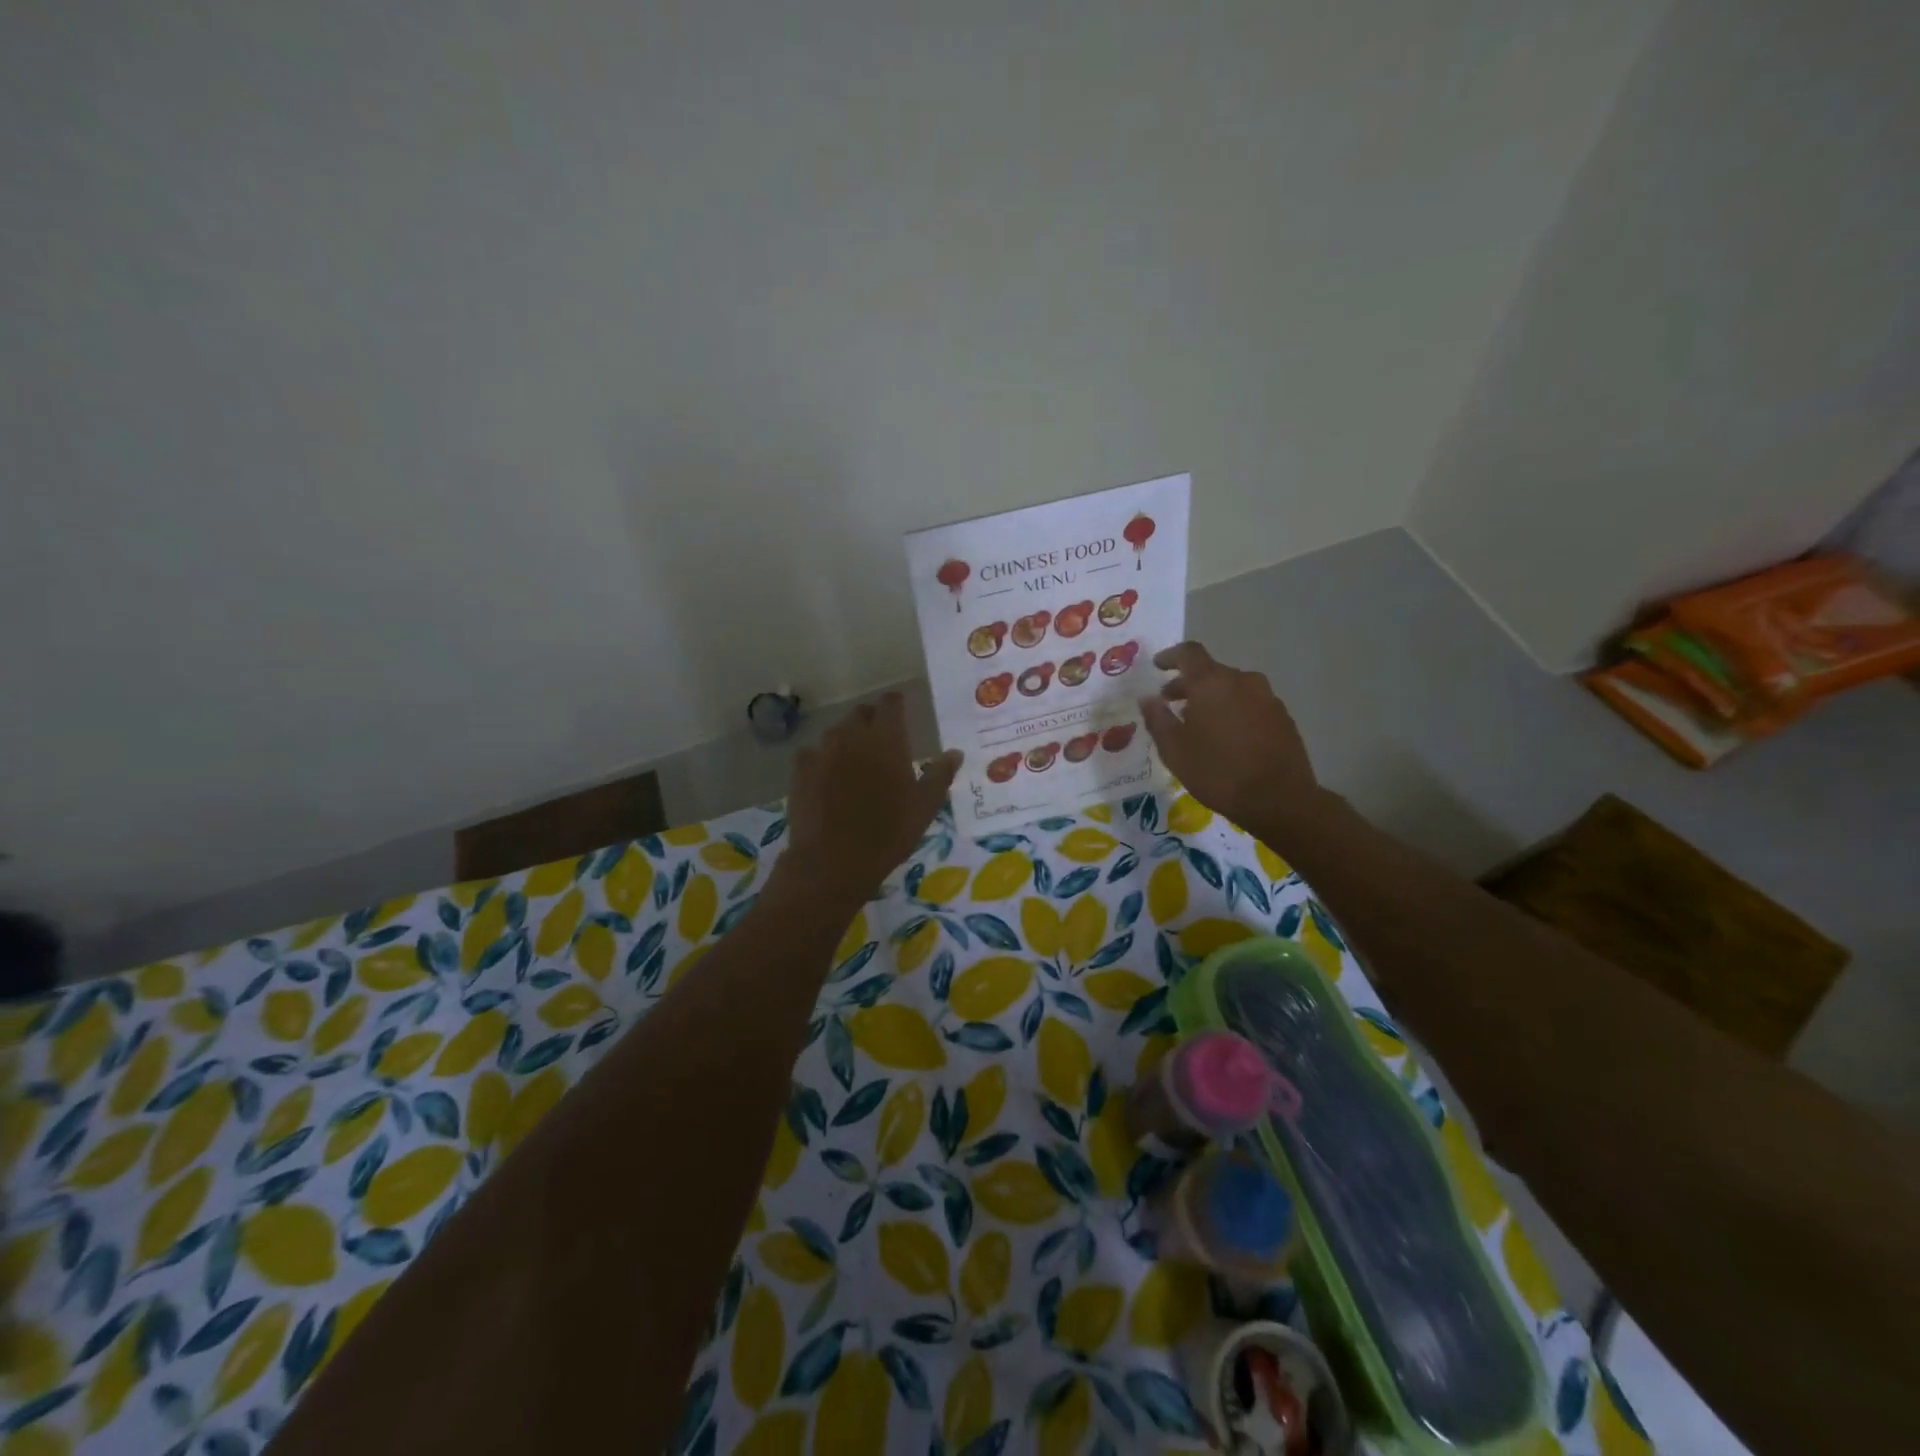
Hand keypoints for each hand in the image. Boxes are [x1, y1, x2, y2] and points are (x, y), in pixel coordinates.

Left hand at [780, 693, 961, 905]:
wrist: (833, 861)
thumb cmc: (888, 833)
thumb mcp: (925, 807)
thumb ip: (940, 774)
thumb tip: (954, 753)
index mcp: (886, 739)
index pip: (890, 704)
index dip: (896, 703)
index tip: (901, 708)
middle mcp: (852, 736)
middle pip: (861, 713)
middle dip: (872, 719)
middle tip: (881, 737)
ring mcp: (822, 751)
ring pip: (836, 732)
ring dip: (848, 738)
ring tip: (856, 757)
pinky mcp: (801, 771)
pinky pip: (813, 753)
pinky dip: (823, 758)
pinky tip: (827, 775)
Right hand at [1140, 642, 1318, 835]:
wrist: (1280, 799)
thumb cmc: (1218, 772)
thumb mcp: (1175, 750)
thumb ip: (1158, 719)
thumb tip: (1147, 698)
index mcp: (1212, 683)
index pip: (1189, 653)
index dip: (1170, 656)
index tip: (1157, 666)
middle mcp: (1242, 681)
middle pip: (1210, 671)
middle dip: (1188, 684)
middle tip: (1170, 703)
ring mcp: (1267, 697)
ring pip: (1232, 688)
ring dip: (1212, 698)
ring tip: (1198, 724)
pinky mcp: (1282, 717)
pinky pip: (1250, 703)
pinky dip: (1233, 710)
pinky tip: (1227, 737)